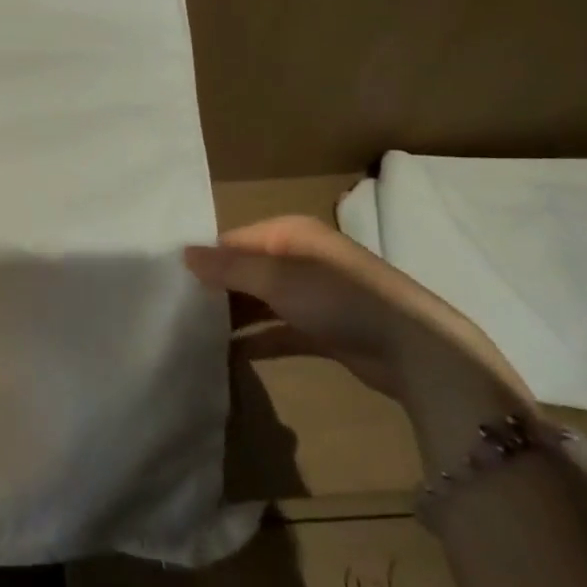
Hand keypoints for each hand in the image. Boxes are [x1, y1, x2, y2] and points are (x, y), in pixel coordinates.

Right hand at [184, 213, 528, 409]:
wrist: (416, 350)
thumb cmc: (339, 299)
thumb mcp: (276, 278)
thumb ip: (228, 267)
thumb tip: (183, 255)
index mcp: (290, 233)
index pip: (234, 240)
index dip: (205, 259)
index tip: (171, 281)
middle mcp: (300, 257)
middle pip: (246, 270)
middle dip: (216, 288)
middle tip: (176, 309)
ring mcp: (314, 295)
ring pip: (260, 301)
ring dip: (234, 315)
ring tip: (193, 332)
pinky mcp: (323, 330)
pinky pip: (278, 330)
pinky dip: (257, 339)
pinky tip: (228, 353)